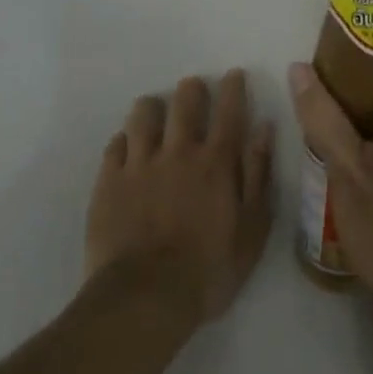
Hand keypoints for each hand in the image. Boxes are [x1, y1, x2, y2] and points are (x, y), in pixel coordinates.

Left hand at [86, 71, 275, 329]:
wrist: (145, 299)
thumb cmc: (209, 270)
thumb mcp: (252, 230)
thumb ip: (259, 176)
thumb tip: (264, 130)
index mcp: (216, 162)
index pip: (229, 110)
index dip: (233, 87)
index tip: (234, 74)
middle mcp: (178, 151)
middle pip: (184, 101)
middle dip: (192, 89)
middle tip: (194, 90)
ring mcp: (139, 164)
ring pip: (143, 114)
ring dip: (153, 108)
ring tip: (156, 113)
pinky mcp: (109, 181)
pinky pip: (115, 144)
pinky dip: (124, 140)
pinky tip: (128, 148)